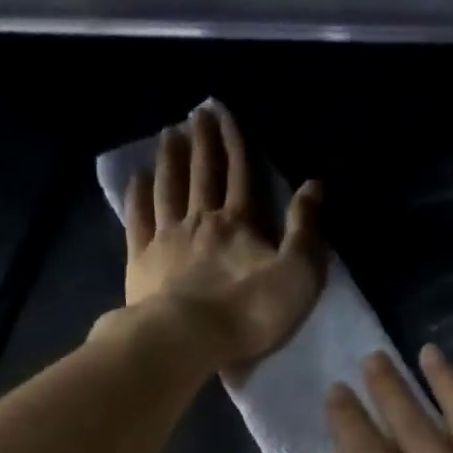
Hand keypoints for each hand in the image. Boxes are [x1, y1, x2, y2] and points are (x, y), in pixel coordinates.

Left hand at [123, 105, 326, 368]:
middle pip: (202, 174)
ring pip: (168, 189)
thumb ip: (306, 230)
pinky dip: (138, 195)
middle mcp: (200, 220)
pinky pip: (138, 219)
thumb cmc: (249, 312)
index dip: (236, 144)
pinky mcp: (141, 261)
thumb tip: (314, 185)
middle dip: (202, 142)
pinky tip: (137, 178)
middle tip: (196, 113)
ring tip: (169, 134)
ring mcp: (166, 239)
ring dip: (170, 160)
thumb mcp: (296, 274)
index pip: (241, 175)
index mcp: (239, 224)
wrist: (187, 339)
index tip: (227, 115)